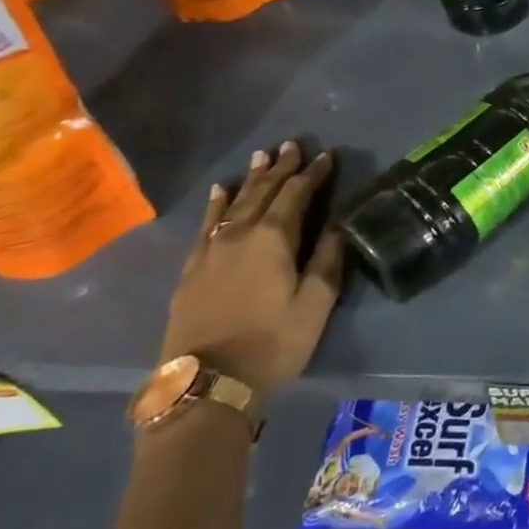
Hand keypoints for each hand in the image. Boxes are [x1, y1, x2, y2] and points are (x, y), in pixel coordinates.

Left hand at [158, 142, 345, 400]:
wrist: (205, 383)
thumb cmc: (272, 343)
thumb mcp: (315, 304)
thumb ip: (328, 259)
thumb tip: (337, 224)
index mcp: (274, 238)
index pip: (297, 194)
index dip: (313, 174)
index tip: (327, 156)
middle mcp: (240, 234)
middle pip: (263, 191)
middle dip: (281, 168)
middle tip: (292, 145)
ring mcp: (211, 250)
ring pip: (234, 202)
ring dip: (251, 179)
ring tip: (262, 157)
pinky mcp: (192, 268)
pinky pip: (207, 224)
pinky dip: (217, 204)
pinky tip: (220, 191)